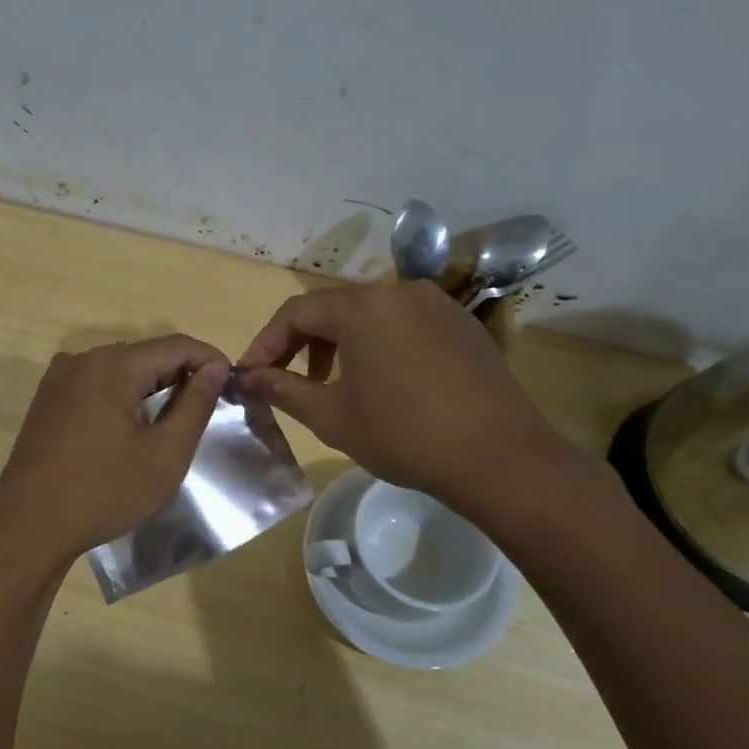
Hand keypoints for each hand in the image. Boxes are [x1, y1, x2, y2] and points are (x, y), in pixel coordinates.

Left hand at [0, 334, 230, 567]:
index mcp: (112, 365)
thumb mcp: (165, 453)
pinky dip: (122, 397)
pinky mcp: (47, 401)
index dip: (209, 360)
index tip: (232, 383)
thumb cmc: (104, 491)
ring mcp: (59, 379)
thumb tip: (214, 367)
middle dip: (180, 374)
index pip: (176, 345)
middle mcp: (82, 360)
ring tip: (175, 419)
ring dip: (151, 387)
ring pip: (120, 371)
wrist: (28, 527)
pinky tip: (133, 428)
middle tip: (207, 407)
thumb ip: (195, 404)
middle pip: (145, 355)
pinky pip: (96, 386)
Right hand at [236, 280, 573, 514]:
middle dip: (303, 345)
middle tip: (288, 383)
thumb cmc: (403, 434)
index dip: (266, 343)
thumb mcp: (331, 416)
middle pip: (334, 309)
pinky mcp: (462, 325)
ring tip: (333, 386)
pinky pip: (405, 325)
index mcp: (363, 305)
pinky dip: (379, 346)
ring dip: (341, 345)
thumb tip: (247, 377)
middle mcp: (400, 290)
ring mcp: (437, 304)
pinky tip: (383, 384)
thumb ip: (282, 389)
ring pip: (371, 316)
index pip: (296, 312)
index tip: (250, 376)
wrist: (500, 458)